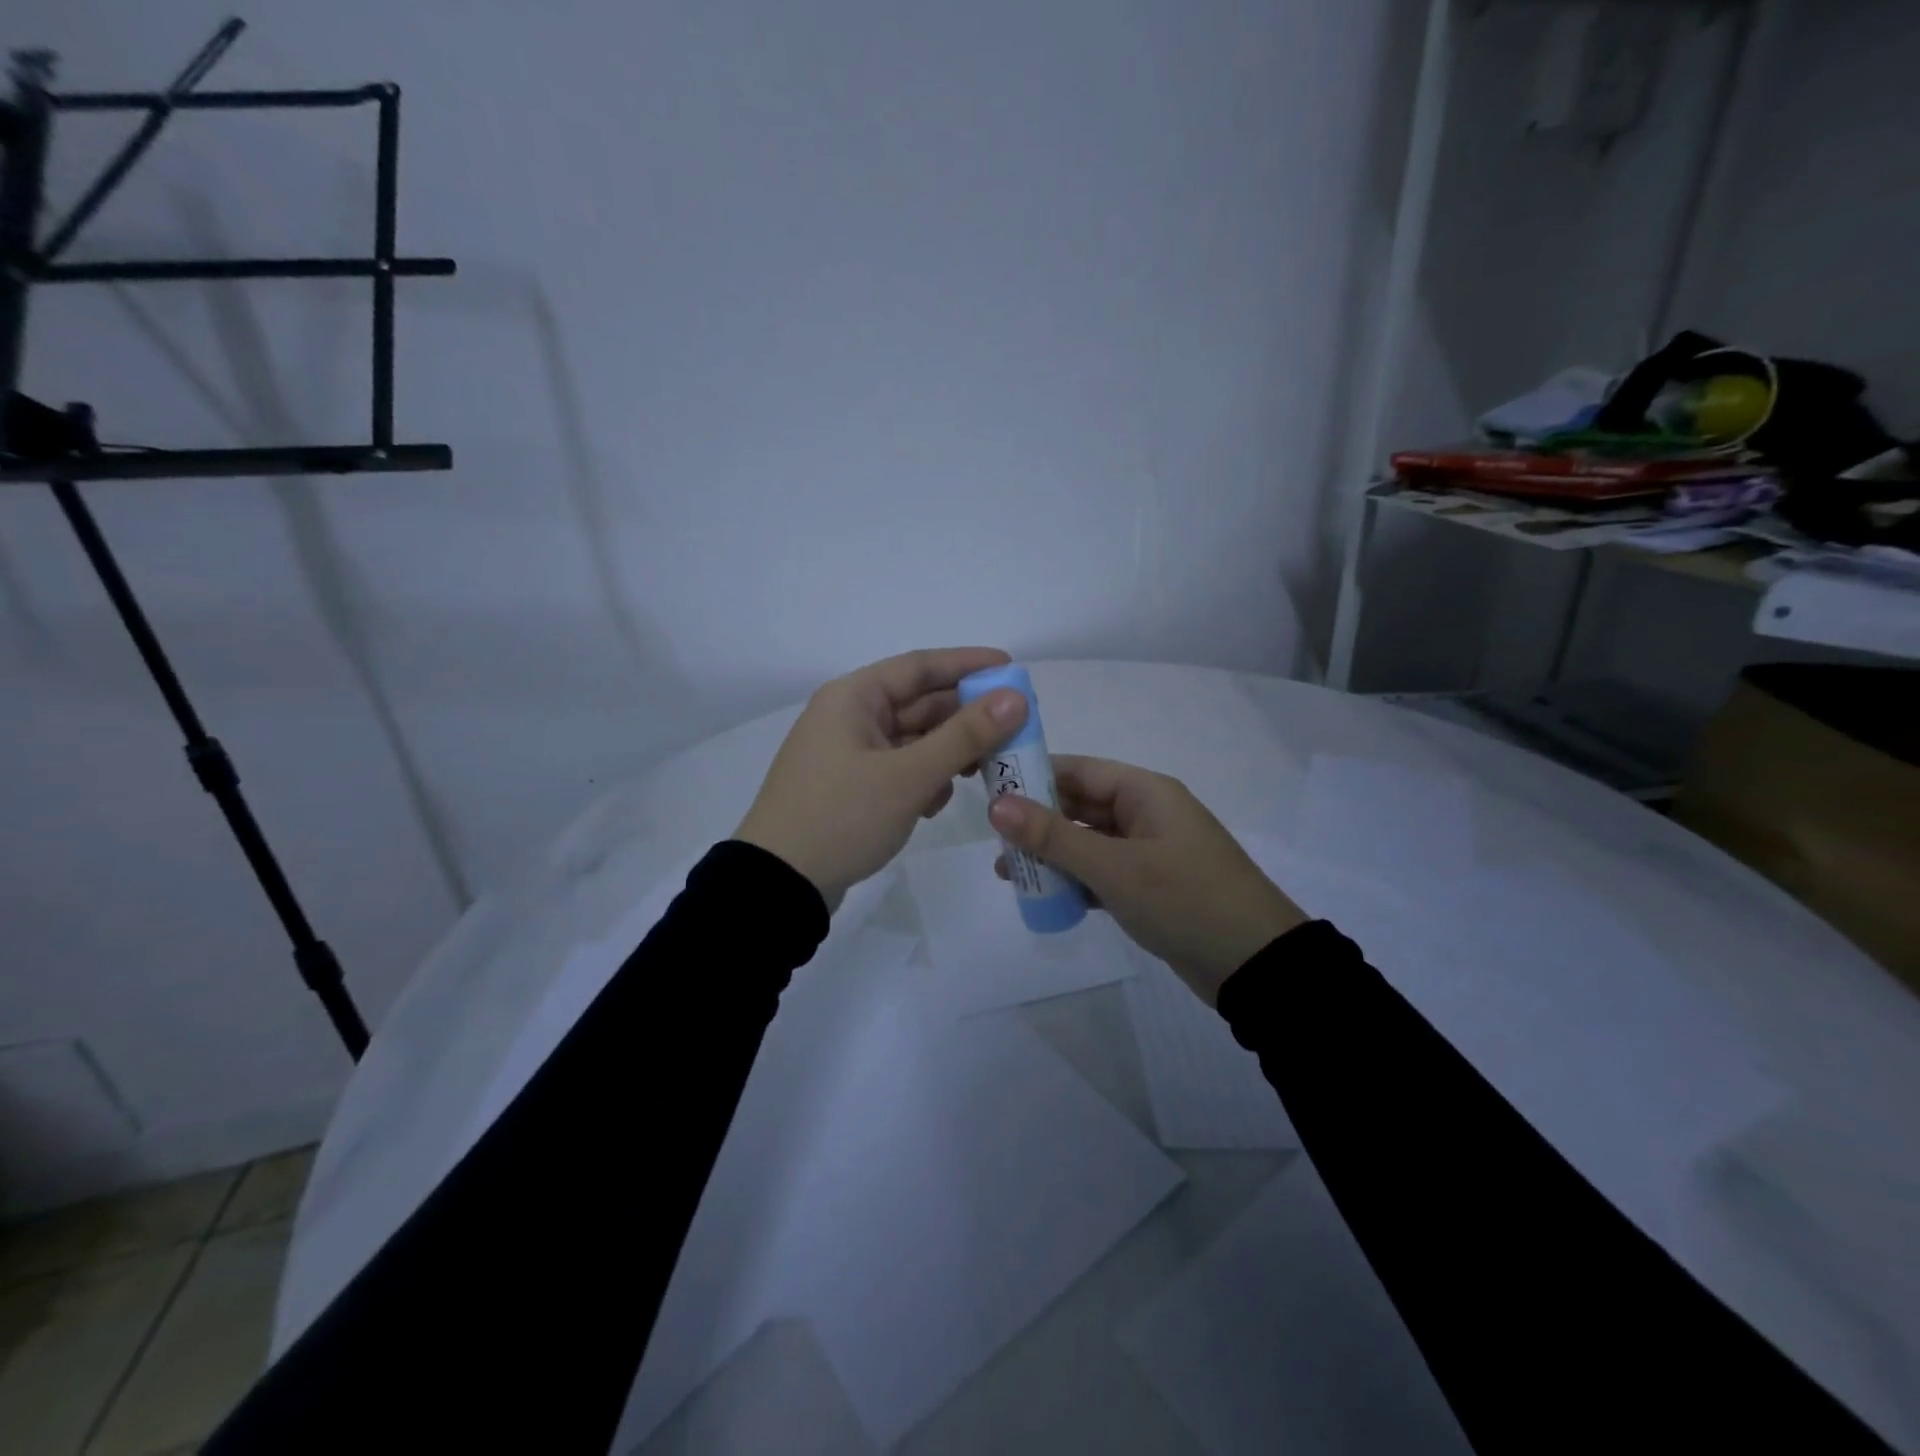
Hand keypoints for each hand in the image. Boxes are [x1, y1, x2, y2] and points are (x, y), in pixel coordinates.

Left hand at [736, 647, 1028, 909]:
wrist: (778, 885)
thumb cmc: (841, 818)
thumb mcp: (908, 776)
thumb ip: (965, 736)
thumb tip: (1015, 698)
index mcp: (854, 698)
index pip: (920, 666)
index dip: (968, 664)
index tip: (1011, 668)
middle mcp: (849, 717)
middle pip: (919, 704)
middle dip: (965, 718)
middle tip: (1014, 730)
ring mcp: (848, 754)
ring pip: (913, 740)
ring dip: (947, 753)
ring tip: (983, 772)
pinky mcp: (851, 787)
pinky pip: (899, 769)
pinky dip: (924, 779)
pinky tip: (937, 803)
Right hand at [989, 755, 1306, 1004]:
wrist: (1256, 965)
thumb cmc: (1185, 900)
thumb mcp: (1115, 867)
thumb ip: (1054, 837)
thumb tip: (996, 805)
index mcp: (1145, 793)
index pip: (1078, 770)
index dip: (1033, 775)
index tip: (988, 787)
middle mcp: (1146, 814)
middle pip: (1079, 806)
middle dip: (1036, 822)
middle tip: (990, 838)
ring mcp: (1148, 852)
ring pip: (1087, 842)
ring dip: (1050, 855)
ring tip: (1005, 873)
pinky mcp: (1150, 887)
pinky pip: (1101, 873)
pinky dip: (1074, 881)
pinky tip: (1042, 896)